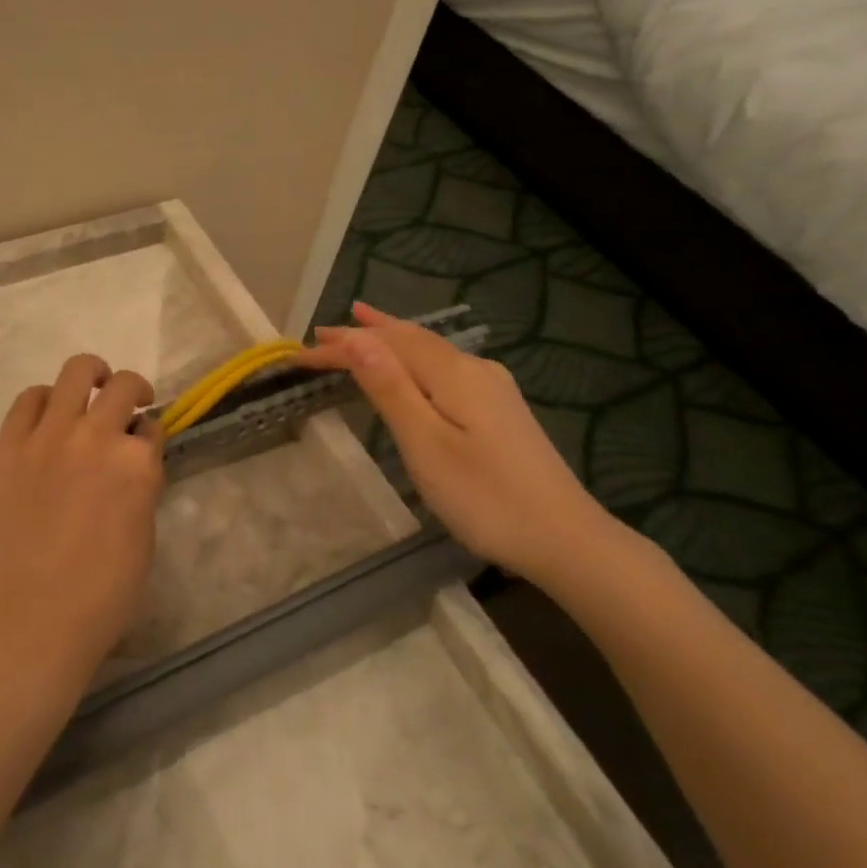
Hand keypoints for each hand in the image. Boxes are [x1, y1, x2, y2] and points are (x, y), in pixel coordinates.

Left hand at [0, 354, 164, 676]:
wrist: (35, 617)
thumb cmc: (104, 592)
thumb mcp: (145, 533)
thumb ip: (141, 484)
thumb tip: (133, 460)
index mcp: (137, 463)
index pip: (152, 426)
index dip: (149, 434)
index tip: (142, 443)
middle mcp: (96, 436)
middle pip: (123, 386)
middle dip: (134, 391)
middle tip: (130, 404)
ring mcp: (48, 436)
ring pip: (76, 372)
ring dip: (92, 376)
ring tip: (92, 389)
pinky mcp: (9, 445)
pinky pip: (28, 399)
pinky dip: (44, 399)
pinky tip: (49, 415)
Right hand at [297, 303, 622, 583]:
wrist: (566, 539)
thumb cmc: (485, 497)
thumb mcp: (426, 444)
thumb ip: (390, 388)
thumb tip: (357, 338)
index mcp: (452, 373)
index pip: (384, 344)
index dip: (341, 346)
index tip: (299, 354)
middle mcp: (474, 368)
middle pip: (410, 339)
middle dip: (364, 333)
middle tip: (322, 333)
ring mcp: (492, 388)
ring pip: (429, 351)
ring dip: (389, 340)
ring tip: (361, 328)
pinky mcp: (500, 409)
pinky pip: (444, 368)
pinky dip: (413, 359)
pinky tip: (411, 366)